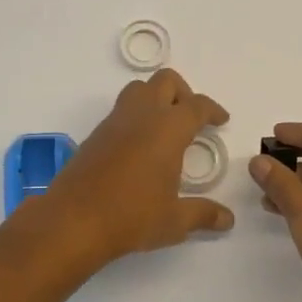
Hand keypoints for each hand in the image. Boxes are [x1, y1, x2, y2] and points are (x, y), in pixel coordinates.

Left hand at [33, 69, 234, 264]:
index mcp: (168, 128)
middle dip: (183, 93)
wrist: (73, 220)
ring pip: (139, 89)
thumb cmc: (132, 216)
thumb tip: (228, 219)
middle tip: (191, 119)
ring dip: (156, 97)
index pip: (197, 106)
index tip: (221, 120)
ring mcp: (115, 121)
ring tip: (165, 127)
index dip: (212, 110)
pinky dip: (136, 115)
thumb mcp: (174, 221)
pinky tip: (139, 145)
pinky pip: (121, 110)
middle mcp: (142, 115)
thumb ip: (203, 214)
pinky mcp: (96, 133)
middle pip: (166, 81)